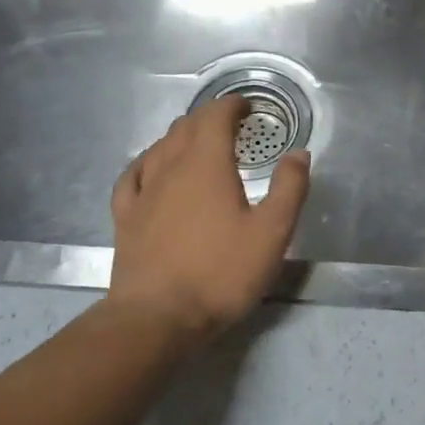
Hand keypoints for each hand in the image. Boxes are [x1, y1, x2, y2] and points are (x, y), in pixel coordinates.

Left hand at [107, 96, 309, 343]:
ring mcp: (143, 192)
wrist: (157, 318)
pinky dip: (148, 161)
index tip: (248, 107)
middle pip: (186, 126)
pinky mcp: (126, 218)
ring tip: (198, 140)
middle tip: (232, 124)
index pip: (215, 117)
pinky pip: (133, 175)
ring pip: (159, 147)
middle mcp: (170, 168)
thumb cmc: (220, 273)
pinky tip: (151, 167)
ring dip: (181, 135)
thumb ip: (289, 188)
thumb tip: (299, 153)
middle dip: (210, 117)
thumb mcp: (272, 233)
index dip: (232, 106)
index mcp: (207, 164)